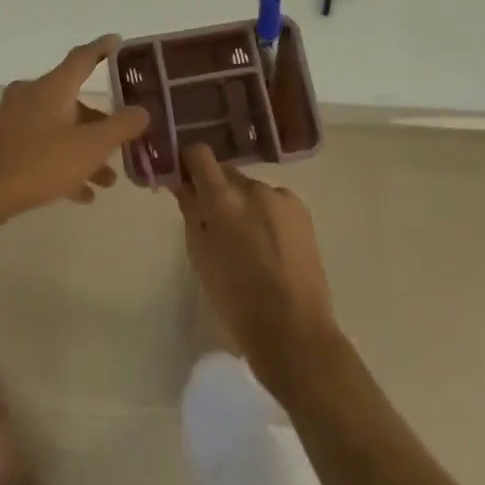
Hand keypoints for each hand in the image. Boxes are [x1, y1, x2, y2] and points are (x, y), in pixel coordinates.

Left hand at [0, 37, 150, 227]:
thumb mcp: (91, 147)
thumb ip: (121, 127)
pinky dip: (63, 162)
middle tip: (121, 139)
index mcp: (52, 87)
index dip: (102, 48)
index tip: (117, 41)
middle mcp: (32, 94)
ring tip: (106, 180)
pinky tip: (80, 193)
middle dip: (100, 123)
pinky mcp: (3, 142)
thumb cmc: (40, 162)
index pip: (82, 57)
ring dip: (84, 149)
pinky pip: (42, 146)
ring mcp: (14, 118)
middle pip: (73, 100)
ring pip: (60, 127)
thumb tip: (142, 110)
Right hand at [173, 143, 339, 395]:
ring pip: (250, 189)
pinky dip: (265, 214)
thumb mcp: (200, 256)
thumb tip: (182, 183)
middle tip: (213, 222)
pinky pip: (273, 201)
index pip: (199, 154)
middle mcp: (253, 188)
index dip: (189, 163)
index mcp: (223, 199)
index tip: (184, 180)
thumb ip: (191, 211)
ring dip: (242, 203)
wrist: (294, 330)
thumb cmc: (236, 300)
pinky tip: (269, 246)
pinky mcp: (302, 210)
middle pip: (225, 172)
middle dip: (216, 190)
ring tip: (246, 242)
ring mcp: (281, 197)